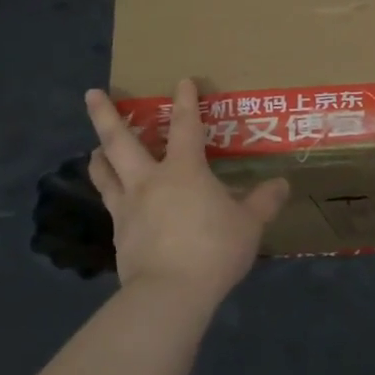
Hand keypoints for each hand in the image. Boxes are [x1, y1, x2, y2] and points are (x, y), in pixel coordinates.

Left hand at [83, 79, 290, 305]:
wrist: (170, 293)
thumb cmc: (214, 249)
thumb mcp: (249, 225)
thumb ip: (264, 202)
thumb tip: (282, 184)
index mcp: (184, 171)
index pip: (185, 126)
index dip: (186, 102)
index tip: (182, 81)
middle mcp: (149, 181)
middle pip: (121, 141)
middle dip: (106, 115)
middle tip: (93, 94)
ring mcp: (128, 208)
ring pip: (105, 172)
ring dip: (99, 155)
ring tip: (95, 148)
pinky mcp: (118, 235)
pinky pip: (110, 205)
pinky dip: (110, 194)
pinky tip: (116, 200)